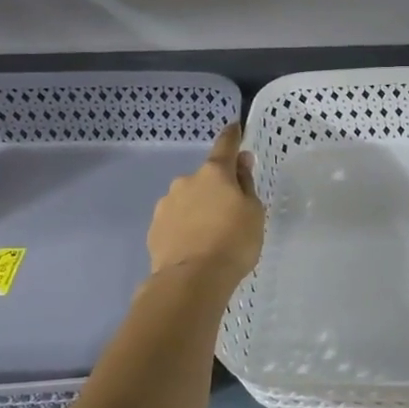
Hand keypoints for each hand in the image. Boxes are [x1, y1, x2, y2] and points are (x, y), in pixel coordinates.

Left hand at [147, 123, 264, 288]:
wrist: (191, 280)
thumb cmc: (233, 242)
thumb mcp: (254, 213)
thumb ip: (246, 184)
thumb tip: (241, 162)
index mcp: (215, 173)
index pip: (225, 146)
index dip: (232, 136)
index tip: (235, 127)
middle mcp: (186, 181)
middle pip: (206, 178)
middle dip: (216, 188)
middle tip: (229, 213)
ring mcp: (166, 204)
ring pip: (187, 200)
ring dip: (198, 209)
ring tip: (210, 236)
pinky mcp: (154, 228)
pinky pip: (175, 221)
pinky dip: (185, 227)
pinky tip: (194, 246)